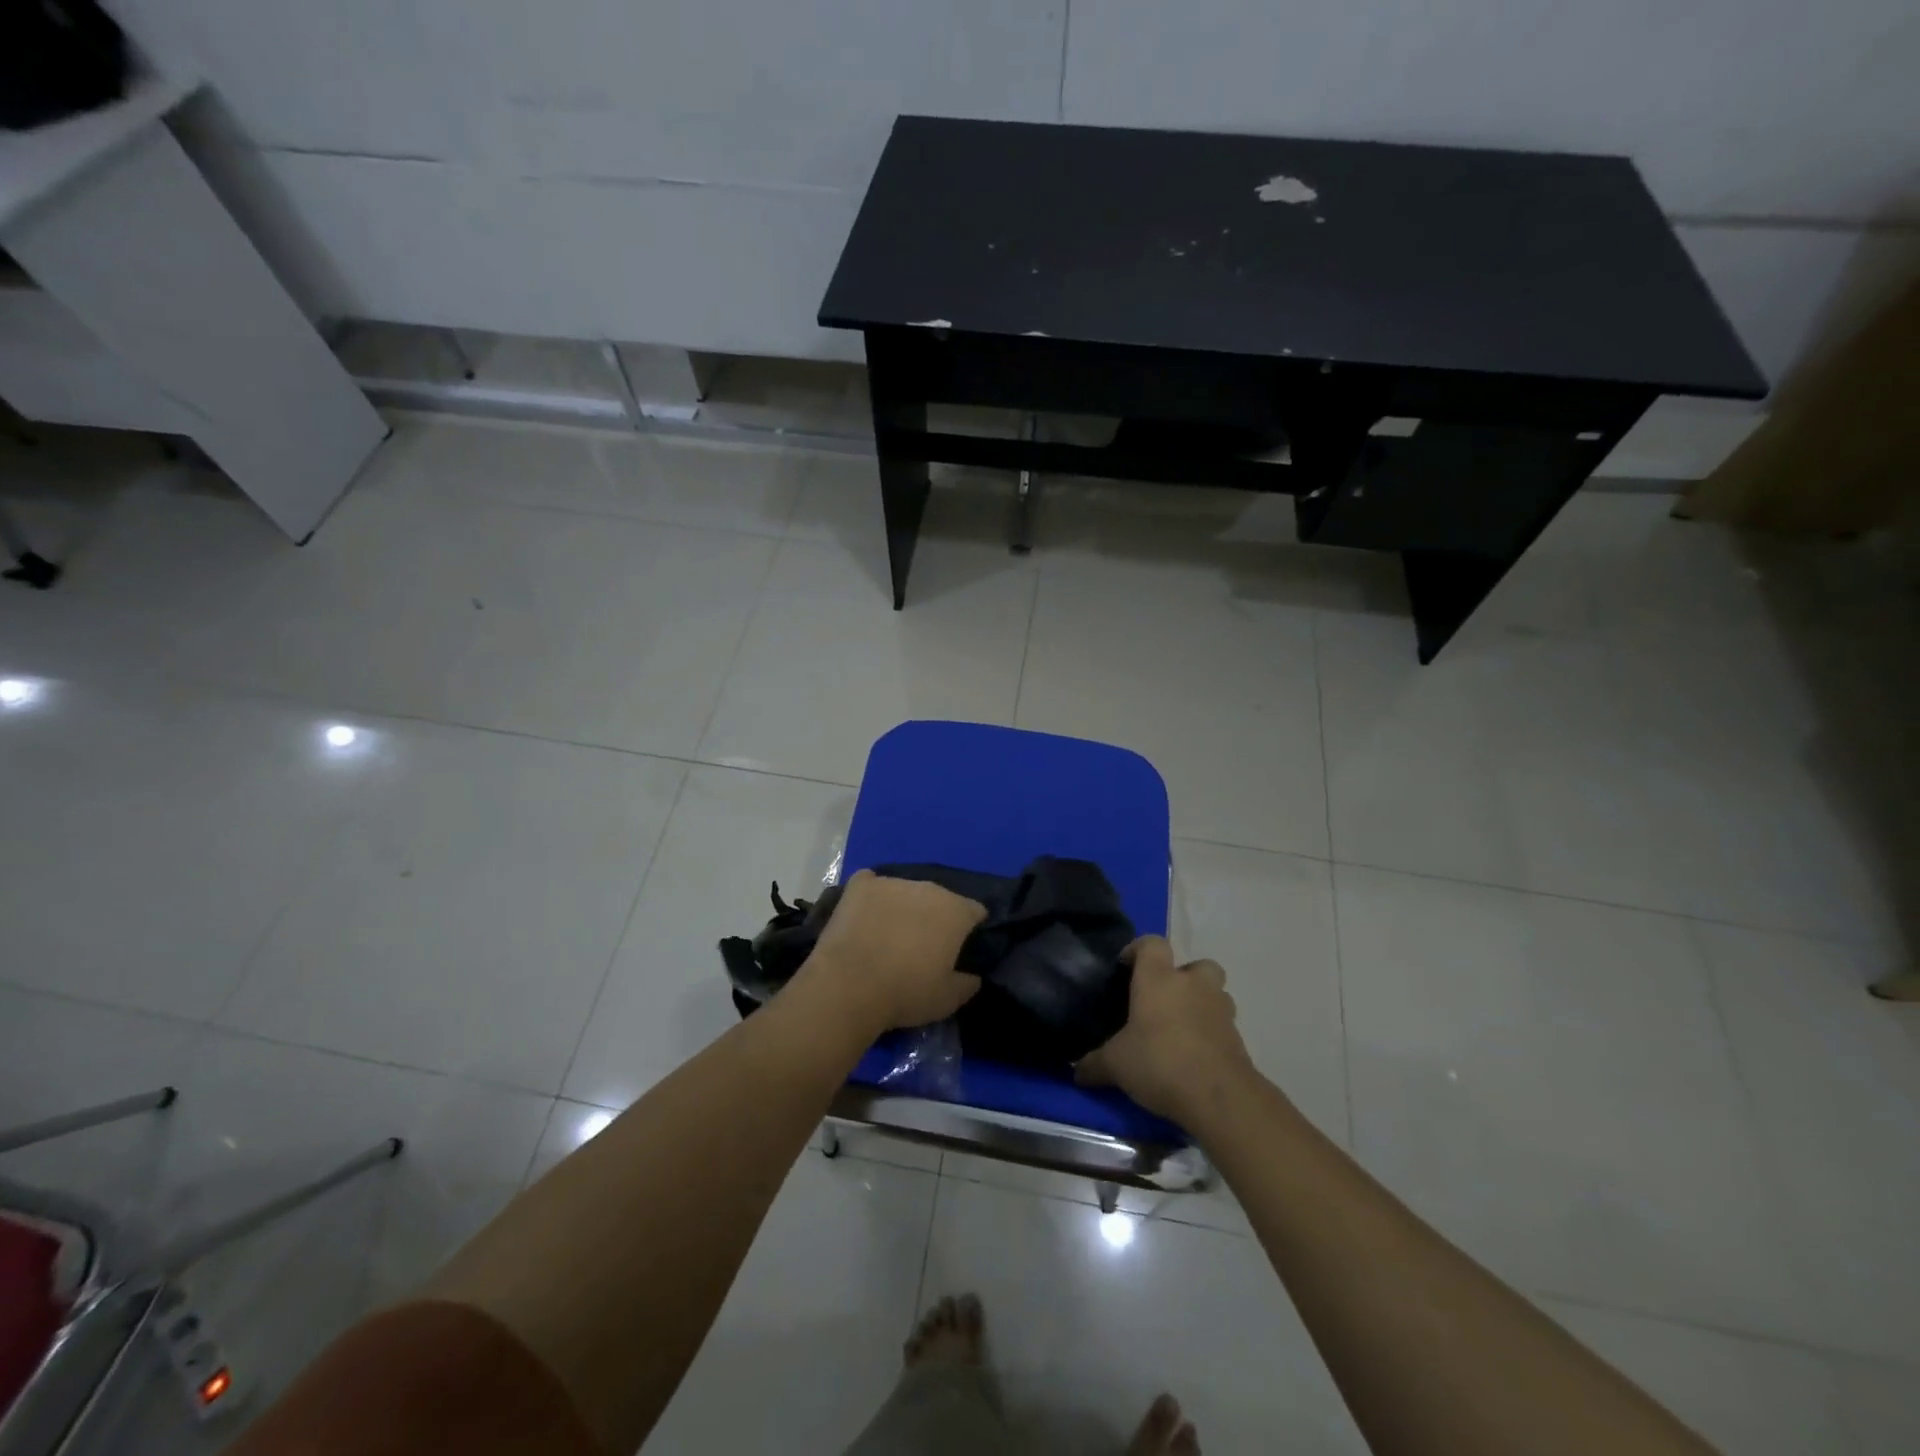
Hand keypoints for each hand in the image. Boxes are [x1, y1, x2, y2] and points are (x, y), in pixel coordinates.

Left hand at [802, 870, 986, 1033]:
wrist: (850, 985)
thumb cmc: (906, 992)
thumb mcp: (947, 1000)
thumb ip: (967, 984)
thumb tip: (973, 976)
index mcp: (956, 911)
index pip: (975, 910)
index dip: (970, 927)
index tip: (959, 947)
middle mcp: (929, 888)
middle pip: (940, 898)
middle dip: (935, 916)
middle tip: (922, 944)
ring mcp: (893, 882)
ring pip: (906, 890)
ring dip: (904, 905)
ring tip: (889, 933)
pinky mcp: (860, 885)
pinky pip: (871, 882)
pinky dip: (871, 894)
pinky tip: (865, 913)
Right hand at [1076, 936, 1254, 1122]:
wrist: (1219, 1097)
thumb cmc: (1159, 1062)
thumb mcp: (1115, 1065)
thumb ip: (1094, 1064)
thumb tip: (1076, 1072)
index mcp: (1159, 979)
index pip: (1152, 944)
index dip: (1138, 950)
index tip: (1125, 968)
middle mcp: (1193, 985)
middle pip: (1196, 964)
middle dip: (1183, 977)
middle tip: (1163, 1001)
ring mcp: (1220, 1010)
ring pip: (1215, 993)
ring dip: (1201, 1003)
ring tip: (1181, 1029)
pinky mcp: (1238, 1038)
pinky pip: (1222, 1025)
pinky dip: (1211, 1033)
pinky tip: (1195, 1057)